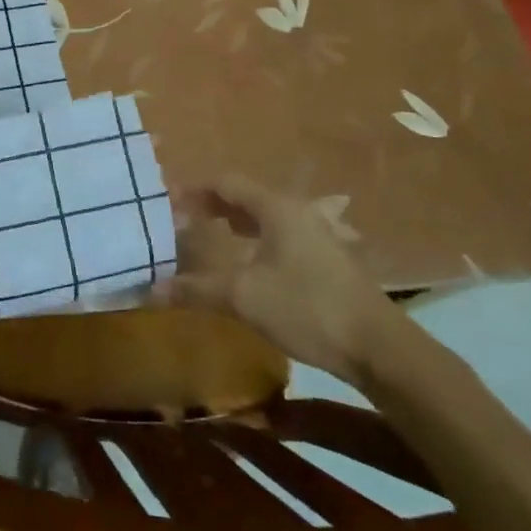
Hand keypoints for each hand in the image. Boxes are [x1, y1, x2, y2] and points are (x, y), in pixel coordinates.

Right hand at [169, 176, 405, 385]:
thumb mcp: (244, 298)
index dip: (193, 189)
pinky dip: (257, 236)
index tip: (167, 202)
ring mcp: (318, 233)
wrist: (379, 348)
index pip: (226, 183)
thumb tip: (151, 289)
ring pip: (267, 214)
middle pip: (246, 195)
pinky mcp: (328, 257)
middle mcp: (298, 210)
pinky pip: (282, 232)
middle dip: (213, 203)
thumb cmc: (307, 308)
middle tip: (183, 218)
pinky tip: (250, 259)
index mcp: (276, 207)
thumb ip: (197, 289)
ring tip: (212, 231)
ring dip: (236, 219)